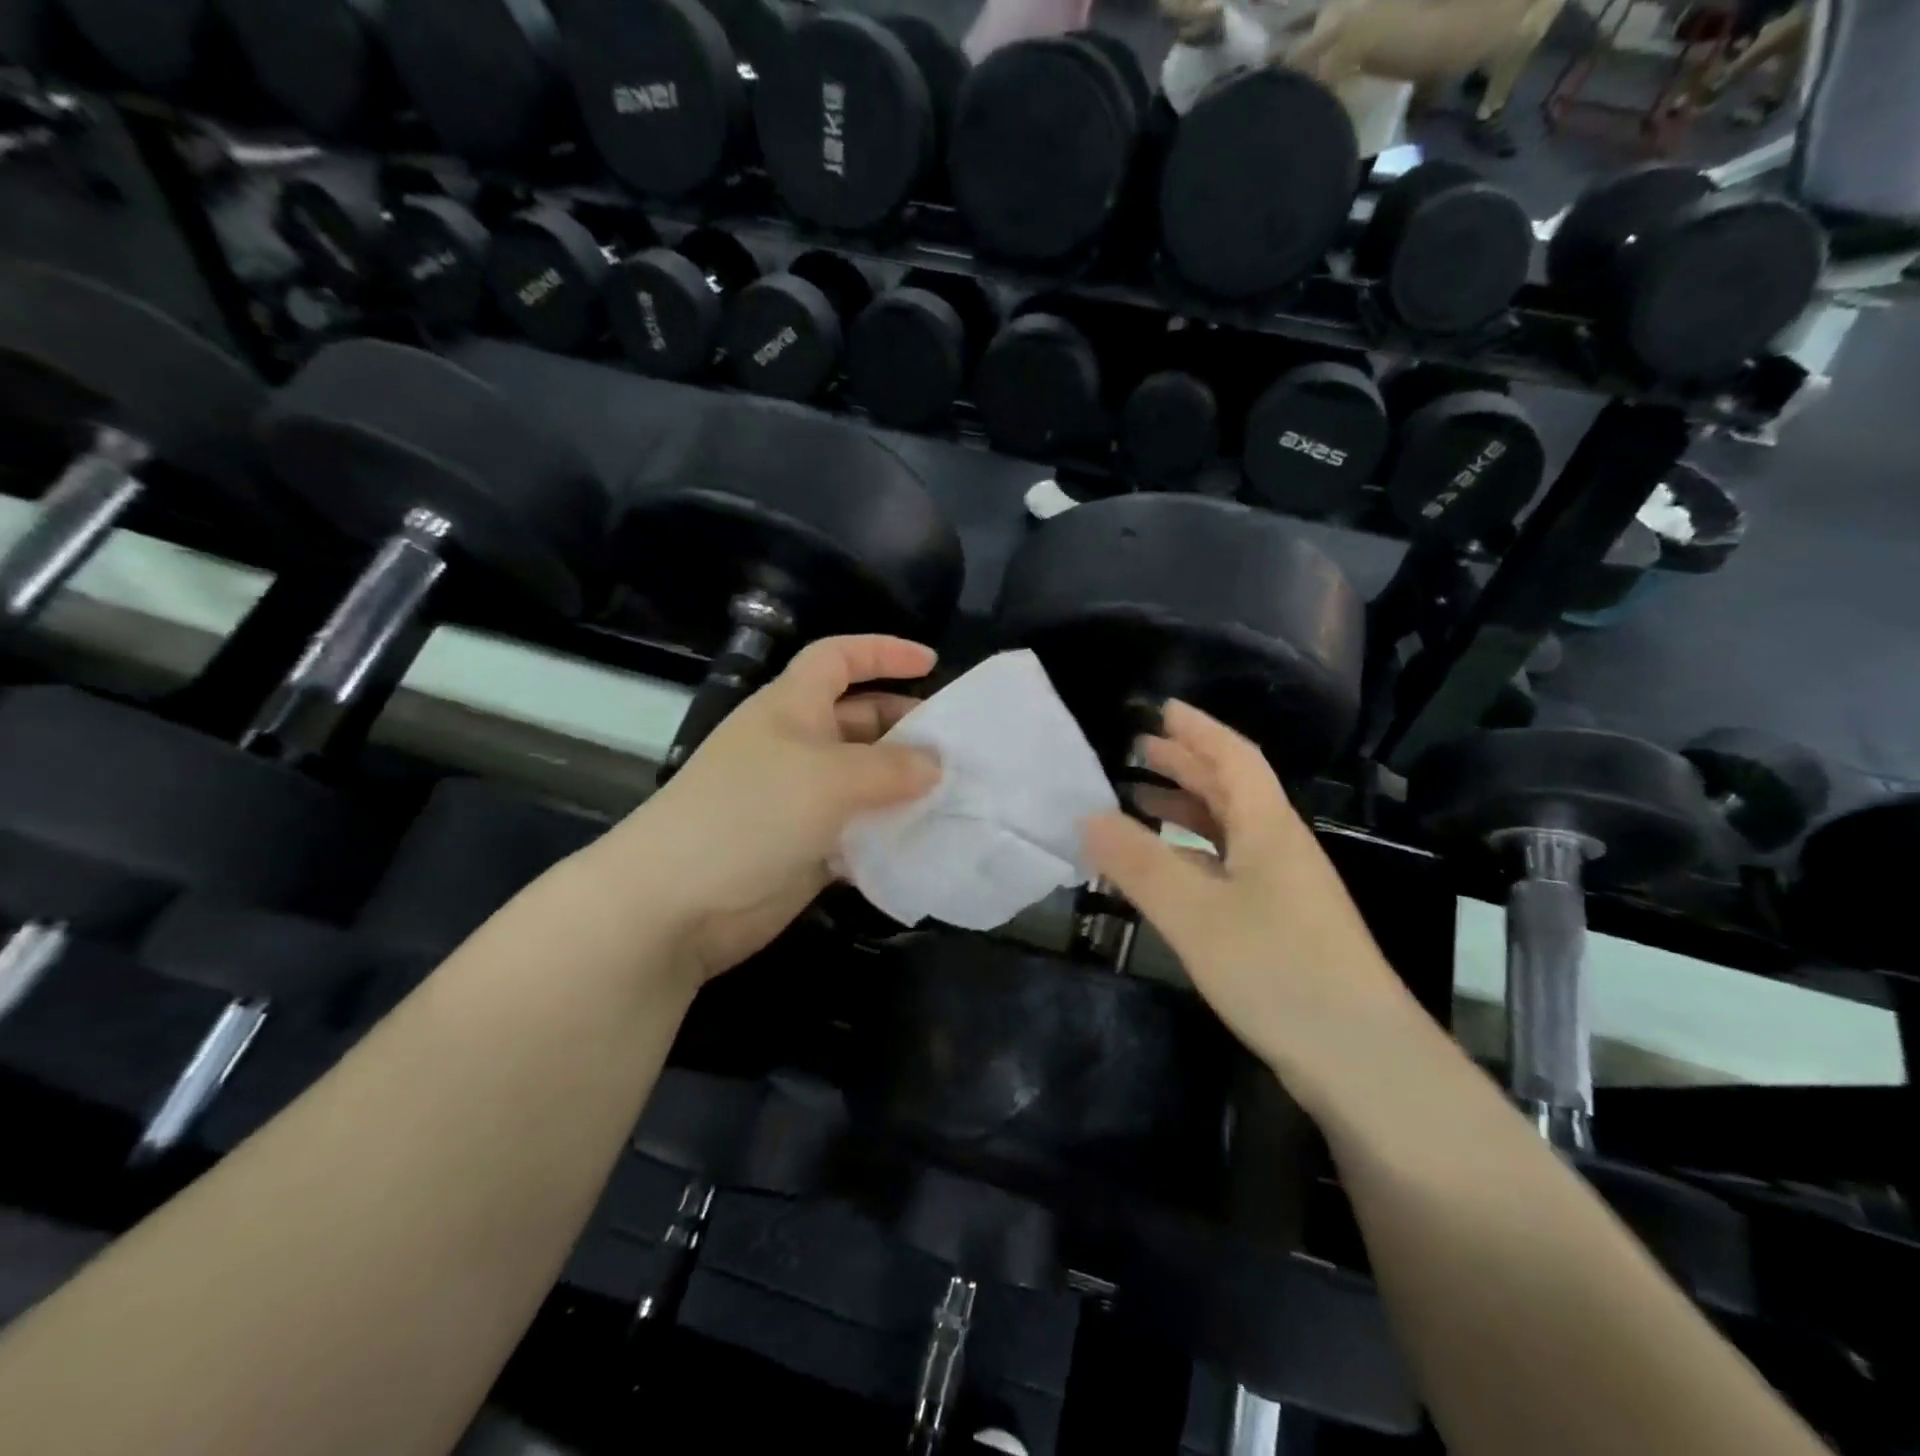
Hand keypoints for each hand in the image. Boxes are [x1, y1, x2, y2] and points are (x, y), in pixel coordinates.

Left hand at [598, 636, 940, 985]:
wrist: (676, 902)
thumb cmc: (752, 813)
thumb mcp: (831, 777)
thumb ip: (892, 767)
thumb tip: (935, 765)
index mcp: (792, 707)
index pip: (838, 658)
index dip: (882, 652)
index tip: (931, 663)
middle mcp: (796, 746)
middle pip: (860, 721)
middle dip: (906, 728)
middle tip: (958, 748)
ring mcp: (798, 801)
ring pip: (864, 781)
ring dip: (905, 787)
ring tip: (957, 797)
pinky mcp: (805, 849)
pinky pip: (858, 832)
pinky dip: (888, 834)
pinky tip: (927, 844)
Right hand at [1082, 700, 1415, 1070]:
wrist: (1361, 1060)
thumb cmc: (1277, 970)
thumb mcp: (1194, 913)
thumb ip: (1137, 862)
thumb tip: (1086, 816)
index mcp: (1268, 828)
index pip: (1234, 757)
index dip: (1198, 729)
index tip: (1161, 708)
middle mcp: (1280, 847)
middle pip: (1233, 789)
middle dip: (1186, 764)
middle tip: (1138, 750)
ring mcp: (1285, 889)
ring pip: (1230, 830)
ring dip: (1187, 809)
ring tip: (1140, 801)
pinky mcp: (1282, 926)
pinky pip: (1228, 867)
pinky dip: (1192, 854)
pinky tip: (1167, 871)